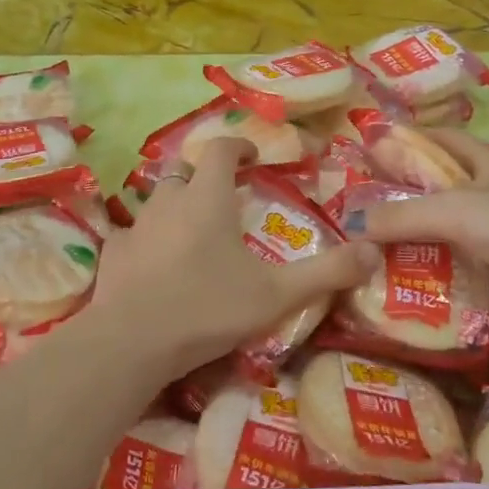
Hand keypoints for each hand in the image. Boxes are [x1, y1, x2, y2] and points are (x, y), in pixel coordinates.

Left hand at [86, 139, 379, 378]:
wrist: (131, 342)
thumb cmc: (207, 309)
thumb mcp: (276, 294)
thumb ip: (327, 272)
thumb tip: (375, 252)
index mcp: (207, 199)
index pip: (219, 149)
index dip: (238, 145)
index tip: (251, 157)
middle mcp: (168, 202)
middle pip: (186, 173)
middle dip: (206, 178)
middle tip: (225, 200)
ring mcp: (135, 227)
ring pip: (158, 202)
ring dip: (177, 208)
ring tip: (194, 233)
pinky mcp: (113, 254)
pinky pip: (133, 235)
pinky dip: (148, 240)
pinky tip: (155, 264)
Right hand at [345, 129, 488, 343]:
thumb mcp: (453, 211)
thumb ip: (400, 216)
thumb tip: (351, 224)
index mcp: (488, 163)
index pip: (442, 139)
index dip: (409, 138)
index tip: (370, 148)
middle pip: (444, 188)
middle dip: (406, 196)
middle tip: (362, 211)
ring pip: (454, 233)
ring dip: (422, 241)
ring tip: (375, 252)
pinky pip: (468, 269)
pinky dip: (443, 275)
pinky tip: (413, 287)